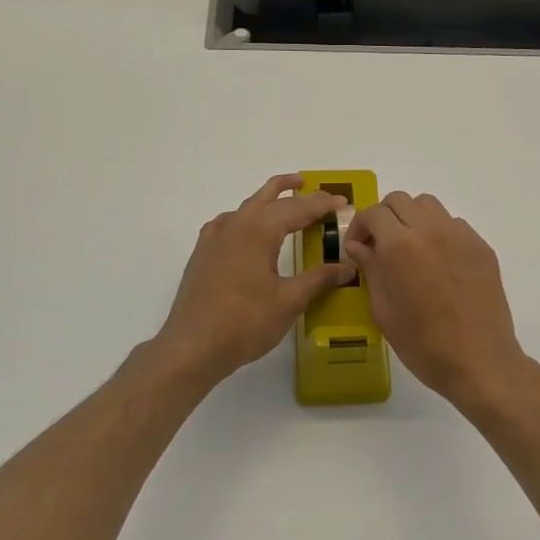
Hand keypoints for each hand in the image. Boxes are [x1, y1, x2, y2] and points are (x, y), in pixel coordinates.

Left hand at [153, 175, 355, 386]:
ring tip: (286, 200)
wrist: (192, 347)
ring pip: (247, 206)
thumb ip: (319, 279)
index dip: (322, 204)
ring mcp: (215, 237)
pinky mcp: (203, 253)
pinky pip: (229, 223)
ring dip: (269, 199)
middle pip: (270, 197)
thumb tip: (347, 267)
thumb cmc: (245, 322)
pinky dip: (246, 218)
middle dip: (296, 192)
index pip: (298, 208)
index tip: (343, 202)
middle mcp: (236, 224)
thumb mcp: (290, 301)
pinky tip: (248, 232)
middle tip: (319, 192)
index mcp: (259, 229)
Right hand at [343, 192, 527, 408]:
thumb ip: (371, 270)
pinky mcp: (482, 247)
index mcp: (401, 247)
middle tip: (380, 246)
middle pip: (401, 200)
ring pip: (429, 206)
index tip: (358, 247)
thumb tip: (359, 246)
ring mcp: (461, 236)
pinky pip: (454, 224)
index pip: (374, 213)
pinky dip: (438, 232)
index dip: (360, 226)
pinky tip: (438, 263)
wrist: (480, 362)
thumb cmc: (424, 345)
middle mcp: (431, 231)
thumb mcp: (384, 312)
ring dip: (412, 219)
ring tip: (410, 249)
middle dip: (384, 217)